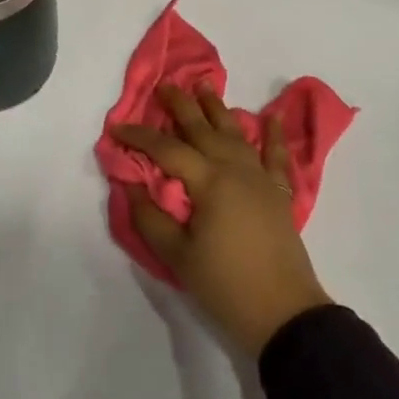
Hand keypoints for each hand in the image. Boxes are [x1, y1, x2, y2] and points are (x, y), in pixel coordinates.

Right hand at [113, 83, 331, 357]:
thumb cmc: (224, 285)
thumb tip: (130, 184)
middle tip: (164, 86)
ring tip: (205, 86)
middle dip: (181, 106)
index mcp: (209, 181)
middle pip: (203, 129)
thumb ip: (150, 217)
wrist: (283, 312)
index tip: (116, 129)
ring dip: (218, 109)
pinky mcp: (278, 193)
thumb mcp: (177, 256)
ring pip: (236, 134)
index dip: (139, 137)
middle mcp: (235, 169)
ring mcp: (260, 178)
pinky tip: (272, 117)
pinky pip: (277, 156)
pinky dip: (275, 135)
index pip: (167, 149)